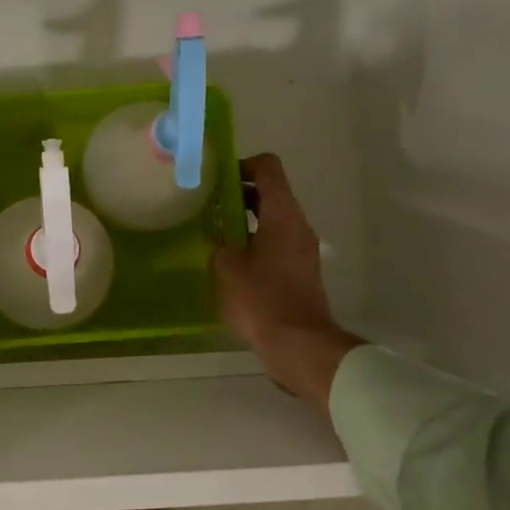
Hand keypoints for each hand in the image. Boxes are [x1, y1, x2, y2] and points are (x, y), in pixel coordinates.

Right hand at [211, 154, 364, 410]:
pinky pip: (275, 244)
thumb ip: (219, 243)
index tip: (217, 179)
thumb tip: (220, 240)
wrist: (298, 344)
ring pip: (272, 220)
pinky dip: (254, 243)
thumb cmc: (260, 298)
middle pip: (271, 193)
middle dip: (239, 195)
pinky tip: (231, 263)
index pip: (268, 168)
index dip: (242, 165)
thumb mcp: (225, 266)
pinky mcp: (300, 272)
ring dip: (245, 222)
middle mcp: (297, 225)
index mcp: (282, 214)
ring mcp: (302, 250)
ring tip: (215, 235)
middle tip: (208, 206)